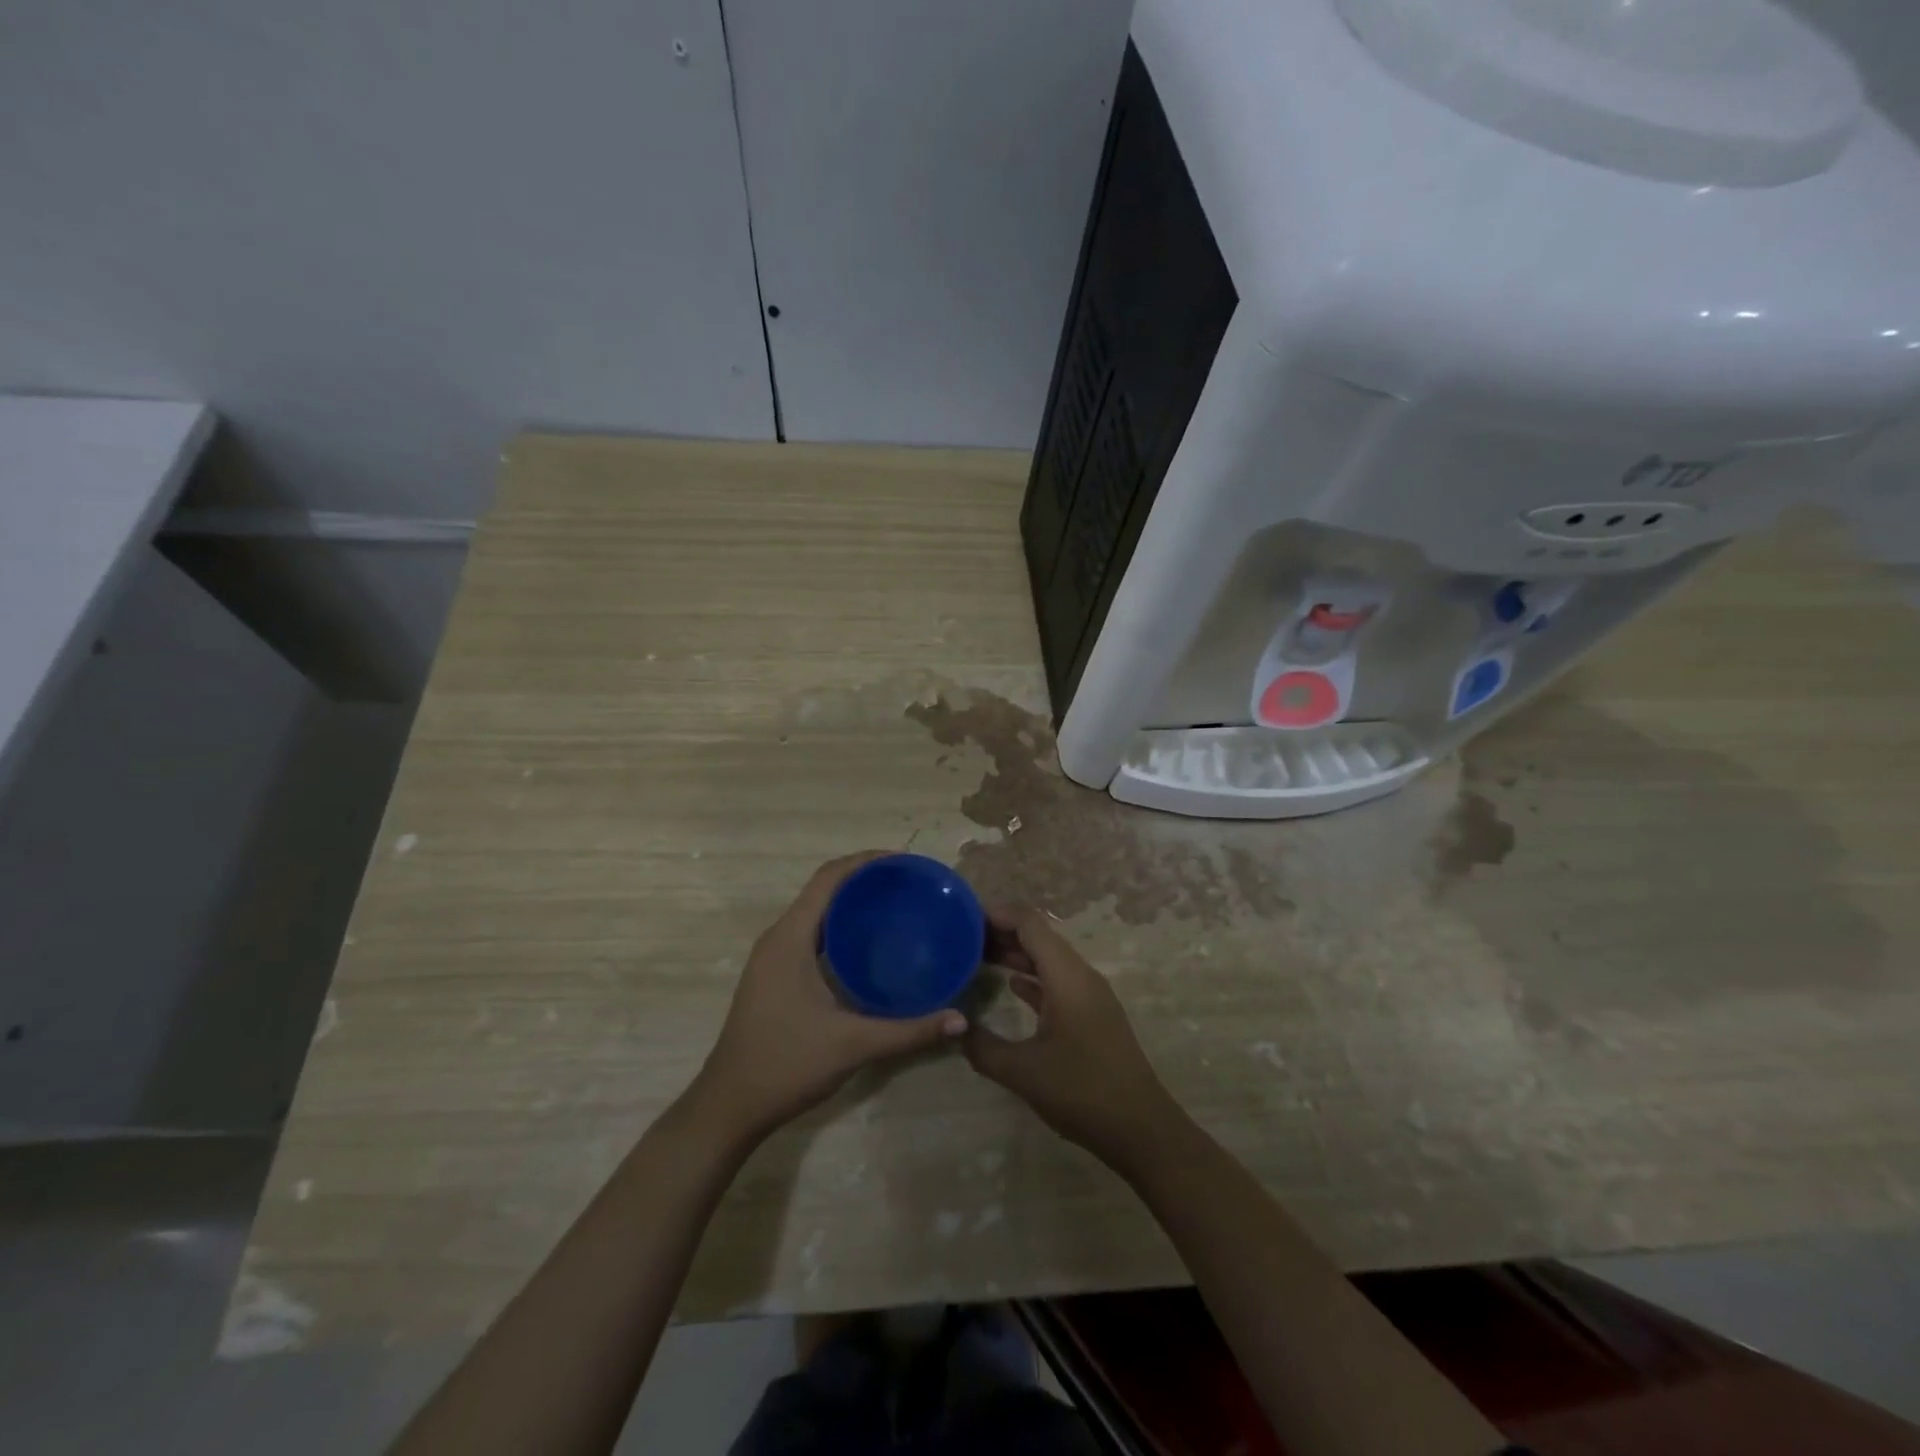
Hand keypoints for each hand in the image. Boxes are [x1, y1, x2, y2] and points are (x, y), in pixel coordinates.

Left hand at [687, 852, 967, 1142]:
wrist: (728, 1106)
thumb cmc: (785, 1064)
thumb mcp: (852, 1045)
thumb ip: (909, 1031)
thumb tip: (960, 1020)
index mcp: (790, 938)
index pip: (828, 878)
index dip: (865, 861)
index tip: (904, 862)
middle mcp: (778, 938)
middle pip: (823, 889)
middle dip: (864, 879)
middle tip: (909, 885)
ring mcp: (772, 957)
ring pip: (816, 912)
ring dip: (851, 903)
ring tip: (895, 906)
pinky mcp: (774, 975)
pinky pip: (811, 934)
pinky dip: (839, 927)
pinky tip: (868, 947)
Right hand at [964, 906, 1185, 1174]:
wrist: (1141, 1130)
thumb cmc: (1082, 1091)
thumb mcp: (1023, 1072)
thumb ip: (983, 1046)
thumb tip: (954, 1027)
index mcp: (1067, 976)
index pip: (1030, 924)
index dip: (998, 914)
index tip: (964, 915)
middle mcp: (1080, 976)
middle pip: (1039, 937)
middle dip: (1002, 932)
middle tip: (962, 937)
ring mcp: (1090, 996)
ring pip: (1048, 960)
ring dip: (1017, 955)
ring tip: (977, 956)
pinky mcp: (1093, 1015)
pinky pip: (1057, 981)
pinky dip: (1032, 978)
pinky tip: (1010, 984)